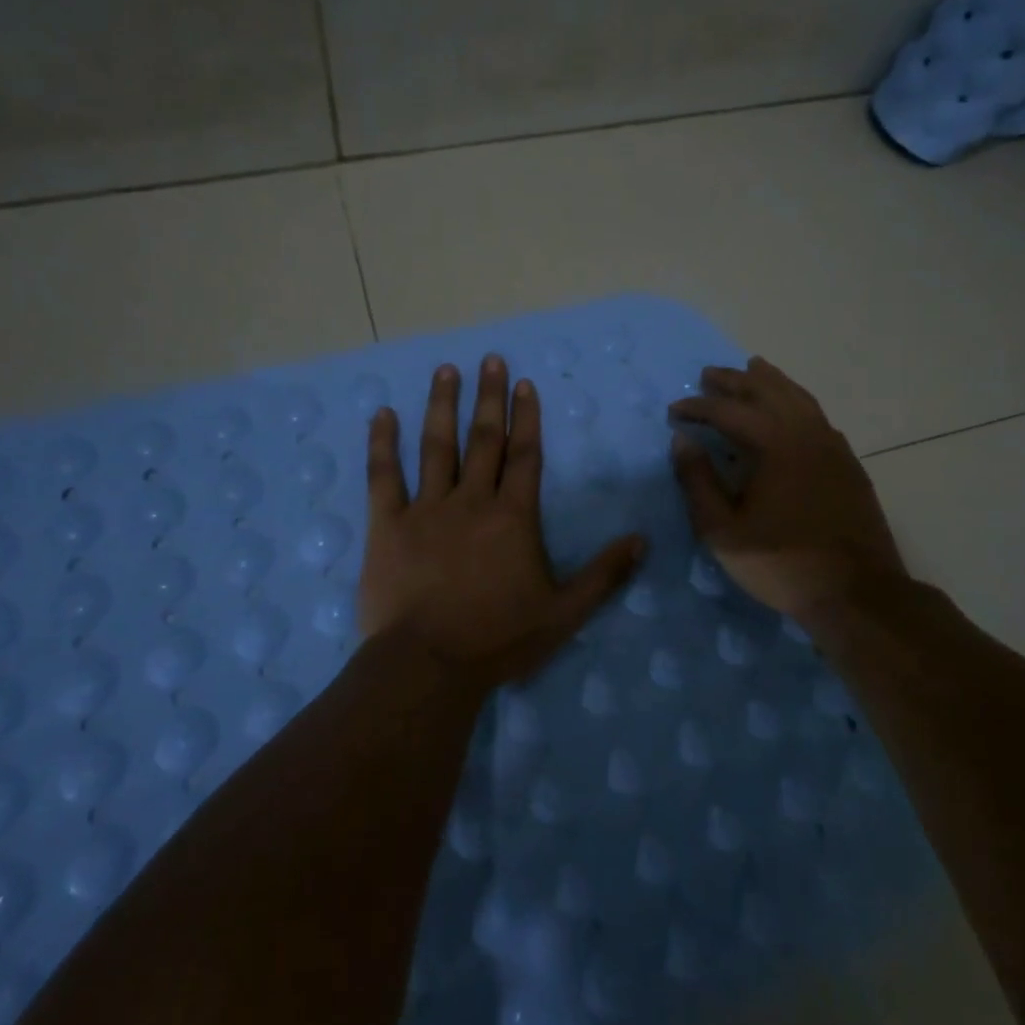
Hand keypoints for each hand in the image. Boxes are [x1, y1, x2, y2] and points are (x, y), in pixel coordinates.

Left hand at [358, 354, 647, 692]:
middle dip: (490, 397)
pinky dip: (382, 444)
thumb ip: (604, 574)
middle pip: (484, 439)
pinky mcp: (388, 525)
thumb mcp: (564, 613)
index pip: (525, 455)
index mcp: (513, 517)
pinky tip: (382, 414)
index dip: (527, 417)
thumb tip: (642, 540)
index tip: (525, 383)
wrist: (430, 665)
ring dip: (443, 406)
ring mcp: (427, 509)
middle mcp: (472, 501)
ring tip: (447, 370)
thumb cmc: (499, 639)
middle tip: (490, 359)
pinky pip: (383, 476)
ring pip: (437, 446)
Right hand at [670, 357, 908, 633]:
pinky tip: (790, 409)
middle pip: (767, 391)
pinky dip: (796, 400)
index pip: (728, 411)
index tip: (675, 410)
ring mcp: (832, 445)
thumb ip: (698, 482)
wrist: (857, 592)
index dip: (698, 407)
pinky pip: (817, 415)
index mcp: (774, 444)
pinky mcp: (848, 462)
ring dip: (770, 381)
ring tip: (753, 368)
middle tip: (709, 375)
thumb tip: (682, 440)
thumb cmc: (782, 563)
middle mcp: (805, 433)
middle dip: (734, 380)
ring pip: (798, 397)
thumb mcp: (723, 531)